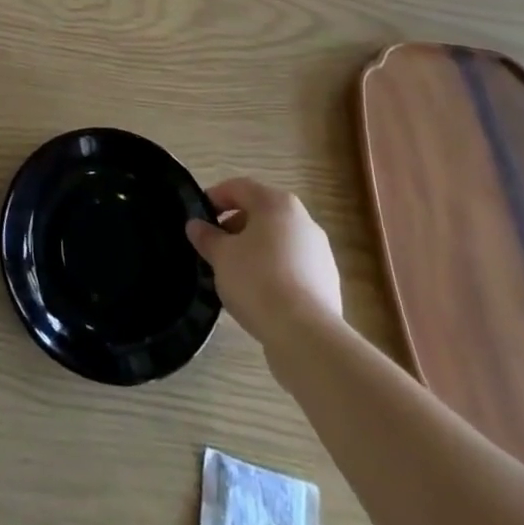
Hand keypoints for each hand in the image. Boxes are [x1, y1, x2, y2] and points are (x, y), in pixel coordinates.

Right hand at [187, 178, 342, 349]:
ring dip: (255, 251)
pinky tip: (260, 295)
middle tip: (215, 247)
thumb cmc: (258, 281)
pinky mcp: (328, 284)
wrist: (307, 337)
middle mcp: (303, 220)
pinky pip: (293, 268)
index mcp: (276, 203)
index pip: (239, 188)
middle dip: (235, 227)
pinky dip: (274, 273)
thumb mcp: (221, 256)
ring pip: (278, 242)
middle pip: (261, 214)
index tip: (199, 217)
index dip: (215, 197)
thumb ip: (207, 237)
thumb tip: (195, 225)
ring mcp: (320, 253)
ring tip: (235, 275)